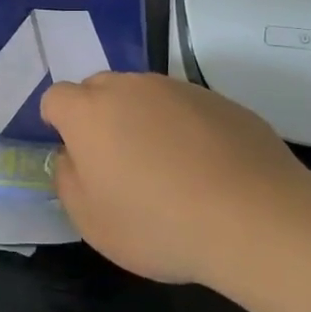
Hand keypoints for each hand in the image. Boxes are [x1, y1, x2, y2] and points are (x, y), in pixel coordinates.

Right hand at [41, 72, 310, 285]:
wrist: (254, 218)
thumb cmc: (157, 224)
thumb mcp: (91, 221)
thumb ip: (68, 180)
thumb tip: (73, 157)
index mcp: (89, 112)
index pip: (56, 98)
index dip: (59, 123)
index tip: (76, 156)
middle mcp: (130, 87)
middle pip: (100, 88)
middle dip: (99, 116)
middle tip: (117, 162)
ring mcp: (179, 89)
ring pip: (145, 95)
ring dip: (143, 119)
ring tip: (166, 168)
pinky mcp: (221, 100)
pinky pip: (186, 108)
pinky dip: (184, 128)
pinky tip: (205, 168)